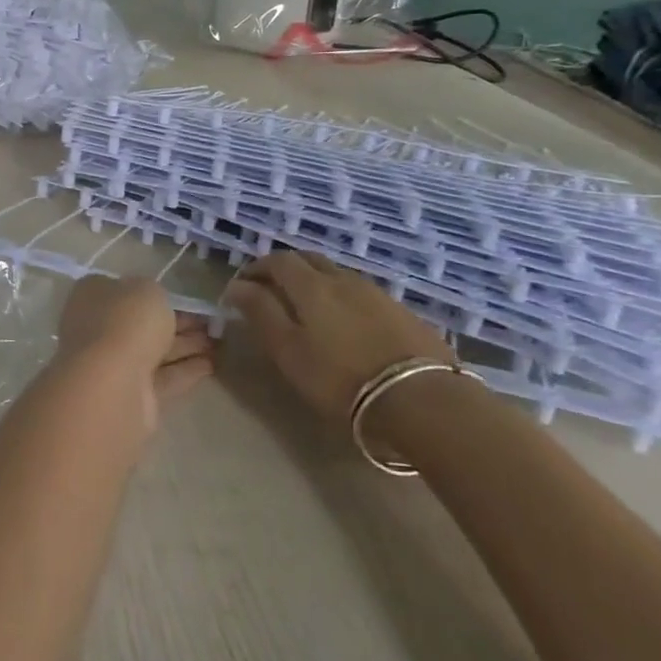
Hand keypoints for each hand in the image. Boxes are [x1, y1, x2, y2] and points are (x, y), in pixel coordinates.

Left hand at [55, 276, 214, 433]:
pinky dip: (185, 370)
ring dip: (187, 346)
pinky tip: (212, 366)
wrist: (113, 382)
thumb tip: (154, 305)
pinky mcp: (132, 394)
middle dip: (178, 323)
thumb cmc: (126, 321)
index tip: (186, 300)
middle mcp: (98, 327)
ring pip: (155, 351)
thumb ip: (154, 294)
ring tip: (220, 343)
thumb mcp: (147, 290)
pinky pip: (163, 377)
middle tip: (213, 324)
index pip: (125, 290)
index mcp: (93, 295)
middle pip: (143, 323)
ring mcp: (113, 363)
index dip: (156, 295)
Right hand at [223, 252, 448, 421]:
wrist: (423, 401)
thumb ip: (260, 313)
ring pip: (336, 275)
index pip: (277, 260)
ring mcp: (377, 294)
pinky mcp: (402, 313)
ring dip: (315, 283)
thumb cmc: (340, 378)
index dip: (255, 269)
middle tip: (271, 292)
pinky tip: (345, 324)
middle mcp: (343, 278)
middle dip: (284, 270)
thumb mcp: (288, 350)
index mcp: (311, 284)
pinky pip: (361, 294)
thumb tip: (237, 286)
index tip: (241, 288)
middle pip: (308, 260)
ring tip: (307, 309)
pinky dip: (342, 299)